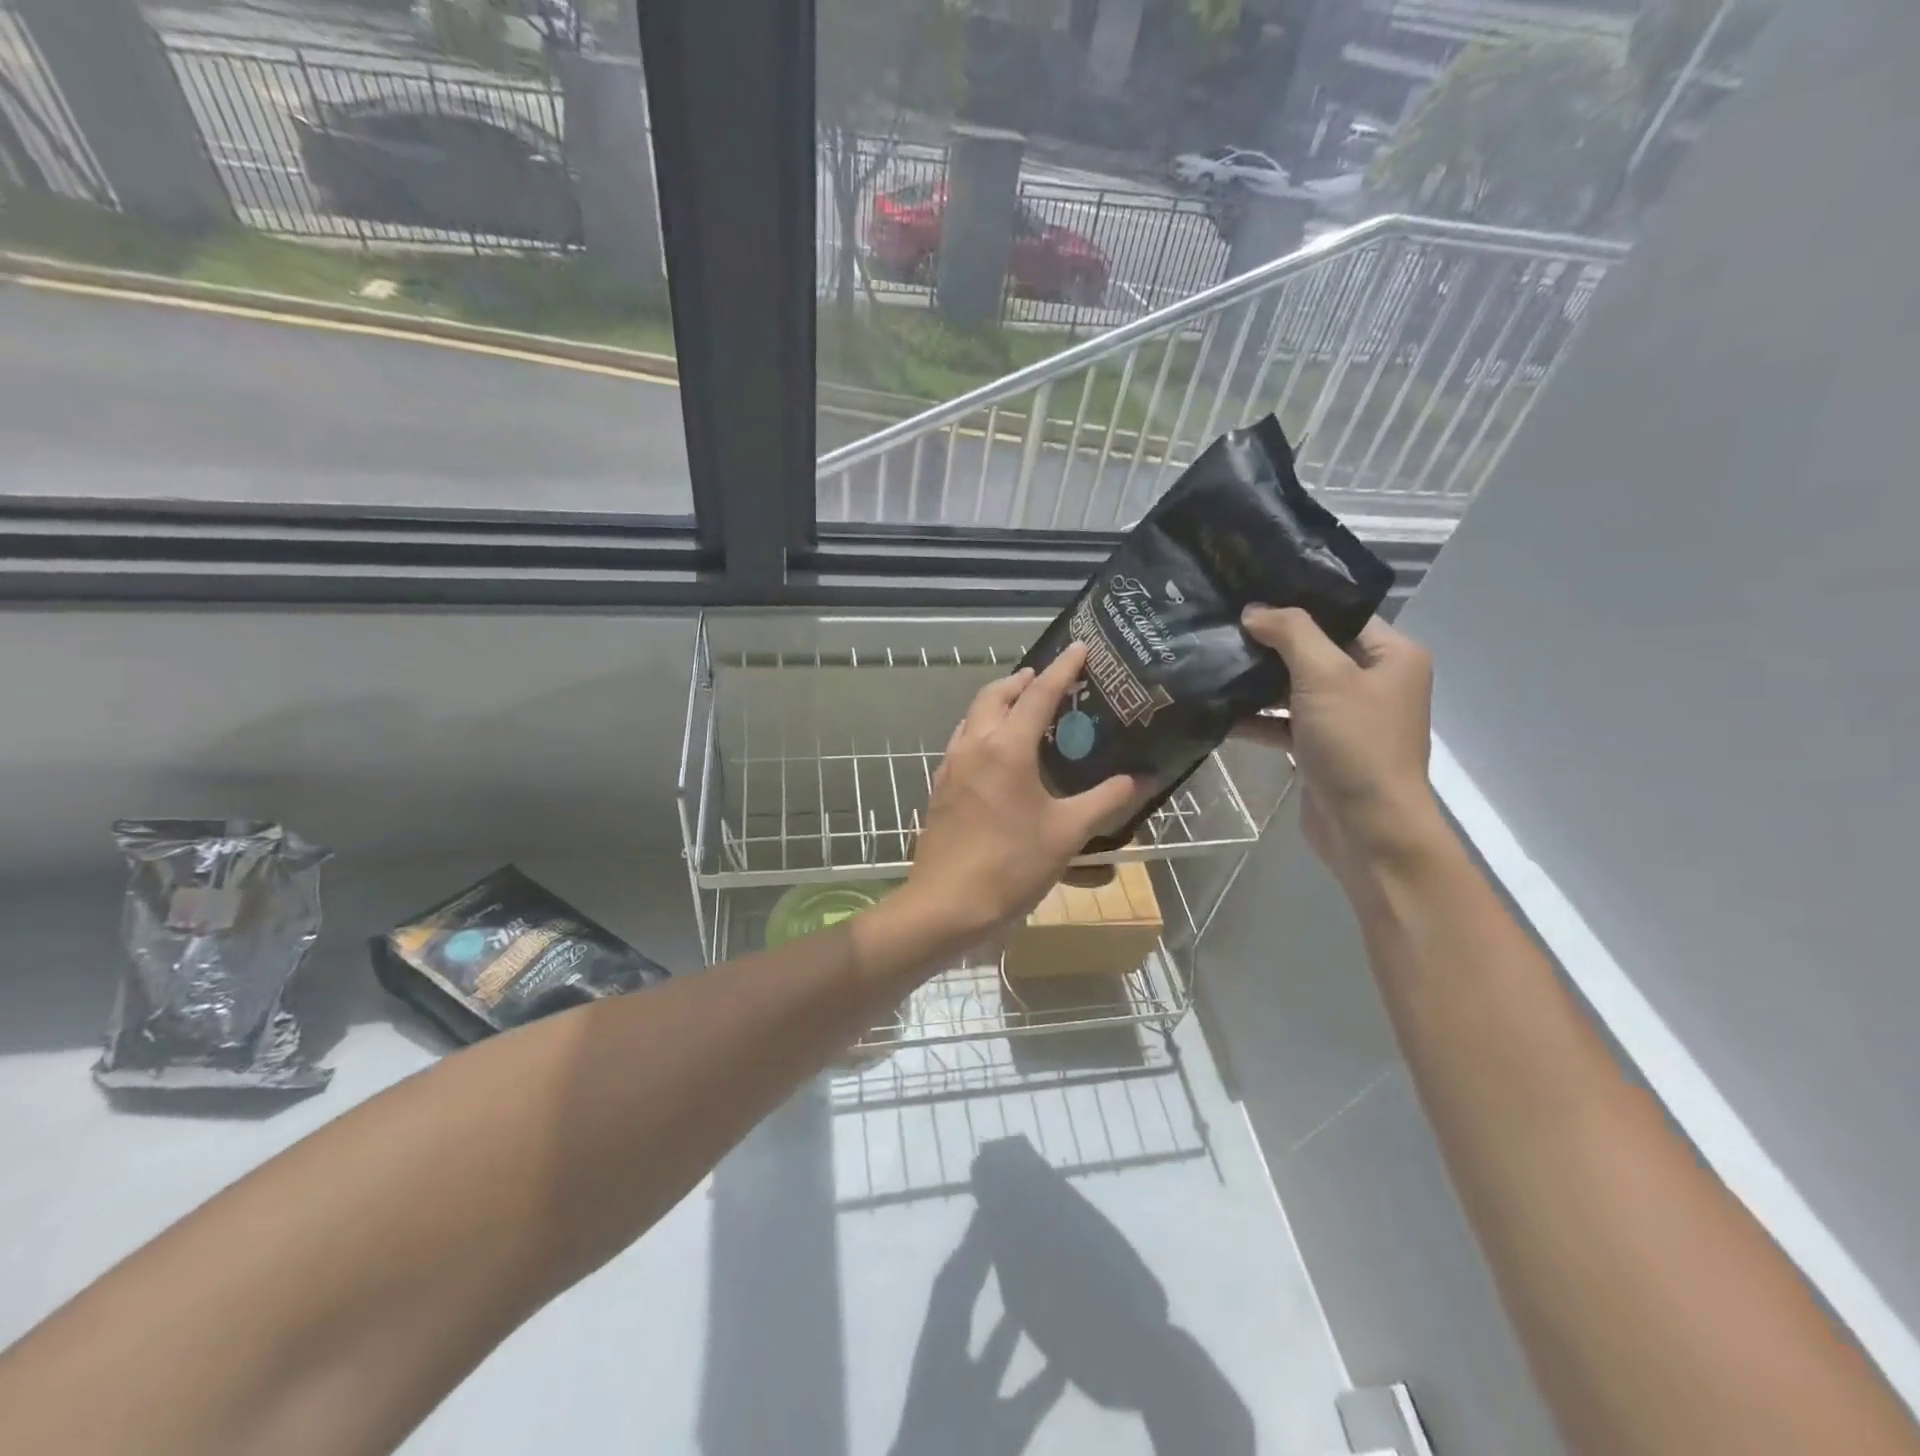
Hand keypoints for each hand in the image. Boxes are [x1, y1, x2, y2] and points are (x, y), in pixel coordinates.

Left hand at [895, 643, 1136, 948]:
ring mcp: (952, 765)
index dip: (1062, 668)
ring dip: (998, 702)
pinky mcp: (941, 786)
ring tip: (1024, 709)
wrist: (946, 904)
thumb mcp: (1067, 834)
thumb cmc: (1011, 865)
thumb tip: (1142, 780)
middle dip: (1022, 679)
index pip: (1039, 693)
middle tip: (1047, 680)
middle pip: (995, 694)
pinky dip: (983, 729)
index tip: (1079, 646)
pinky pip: (963, 740)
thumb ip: (1106, 802)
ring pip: (973, 715)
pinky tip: (998, 753)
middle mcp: (975, 745)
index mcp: (1007, 747)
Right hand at [1238, 606, 1440, 884]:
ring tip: (1213, 661)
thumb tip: (1254, 610)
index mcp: (1392, 656)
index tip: (1249, 593)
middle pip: (1314, 650)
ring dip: (1258, 682)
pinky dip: (1257, 718)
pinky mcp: (1320, 747)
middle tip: (1222, 625)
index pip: (1341, 615)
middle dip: (1269, 643)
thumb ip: (1291, 634)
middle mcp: (1373, 682)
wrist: (1366, 828)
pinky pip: (1284, 722)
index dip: (1297, 603)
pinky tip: (1219, 710)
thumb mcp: (1325, 676)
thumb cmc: (1355, 743)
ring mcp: (1345, 717)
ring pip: (1295, 687)